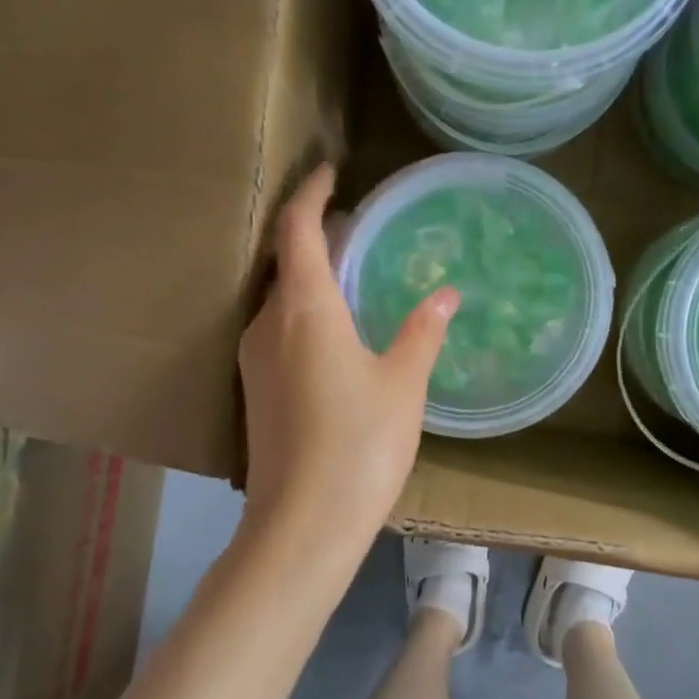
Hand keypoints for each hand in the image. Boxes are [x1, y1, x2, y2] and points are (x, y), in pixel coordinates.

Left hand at [239, 164, 458, 557]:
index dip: (311, 194)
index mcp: (302, 309)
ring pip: (279, 298)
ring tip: (349, 271)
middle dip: (314, 234)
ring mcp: (254, 361)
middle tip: (353, 224)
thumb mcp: (403, 383)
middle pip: (283, 261)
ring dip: (308, 275)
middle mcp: (266, 325)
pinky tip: (334, 330)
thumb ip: (422, 331)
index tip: (330, 172)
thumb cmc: (359, 444)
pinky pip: (278, 330)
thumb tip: (444, 293)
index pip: (296, 229)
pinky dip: (303, 311)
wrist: (302, 526)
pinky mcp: (256, 392)